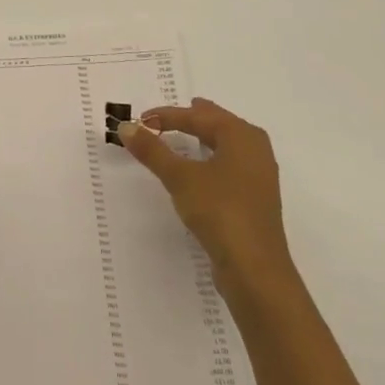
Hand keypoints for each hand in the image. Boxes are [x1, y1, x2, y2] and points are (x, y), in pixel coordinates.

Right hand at [118, 98, 290, 288]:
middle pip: (219, 124)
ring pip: (227, 145)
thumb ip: (153, 151)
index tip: (142, 119)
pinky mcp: (255, 200)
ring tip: (188, 134)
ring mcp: (259, 176)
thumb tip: (126, 127)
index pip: (199, 116)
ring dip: (204, 139)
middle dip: (194, 118)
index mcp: (241, 136)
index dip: (168, 115)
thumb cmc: (220, 211)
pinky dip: (212, 159)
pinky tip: (202, 170)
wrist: (255, 270)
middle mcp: (256, 150)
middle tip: (171, 114)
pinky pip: (230, 166)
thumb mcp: (180, 177)